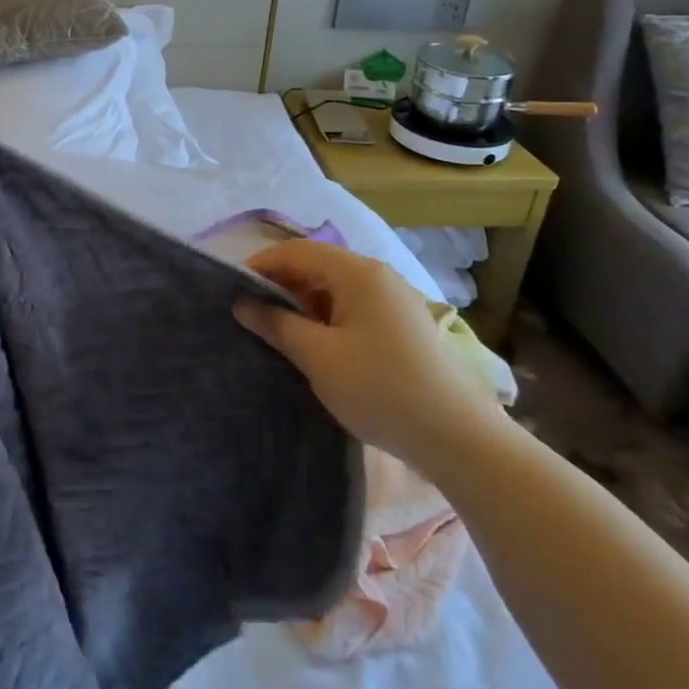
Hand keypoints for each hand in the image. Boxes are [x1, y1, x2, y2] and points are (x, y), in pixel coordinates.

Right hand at [233, 240, 504, 471]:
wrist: (456, 437)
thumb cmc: (379, 388)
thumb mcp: (317, 357)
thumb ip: (276, 324)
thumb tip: (241, 303)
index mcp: (358, 273)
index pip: (297, 252)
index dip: (261, 266)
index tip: (233, 291)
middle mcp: (378, 276)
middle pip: (317, 265)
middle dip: (281, 285)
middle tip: (251, 313)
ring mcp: (394, 300)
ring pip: (335, 288)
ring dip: (303, 303)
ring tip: (278, 331)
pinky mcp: (402, 325)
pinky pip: (353, 307)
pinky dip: (326, 317)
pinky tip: (314, 345)